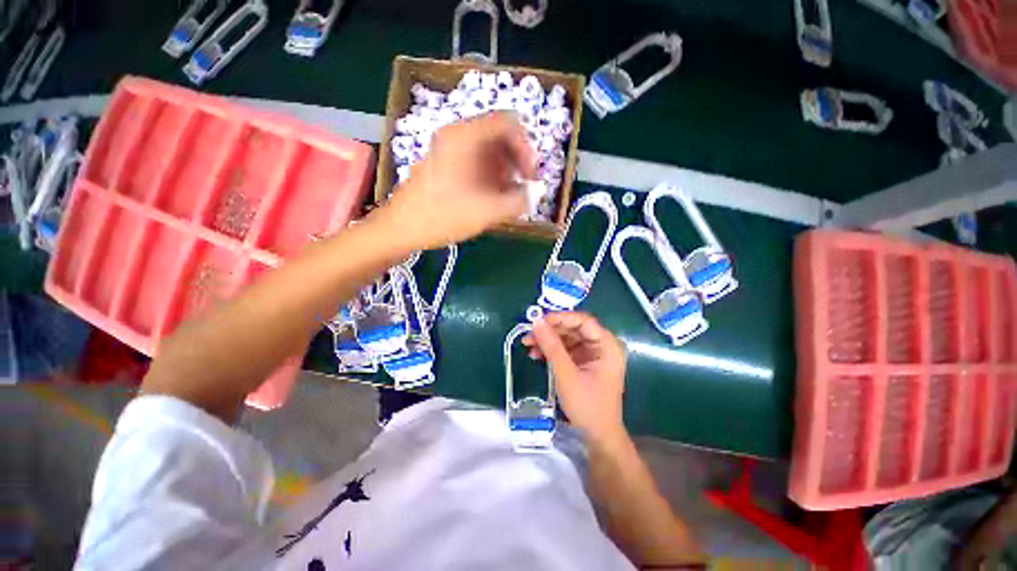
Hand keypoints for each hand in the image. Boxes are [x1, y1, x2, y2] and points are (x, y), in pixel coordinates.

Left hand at [377, 112, 535, 249]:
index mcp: (465, 136)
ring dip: (504, 173)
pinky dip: (490, 178)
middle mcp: (456, 136)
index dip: (526, 147)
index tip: (530, 176)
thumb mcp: (486, 211)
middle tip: (522, 189)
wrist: (401, 228)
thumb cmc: (442, 216)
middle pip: (498, 136)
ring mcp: (449, 150)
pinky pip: (476, 163)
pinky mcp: (446, 165)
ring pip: (488, 152)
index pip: (507, 123)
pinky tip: (493, 199)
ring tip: (508, 199)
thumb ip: (518, 201)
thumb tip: (535, 194)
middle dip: (515, 163)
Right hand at [523, 312, 627, 442]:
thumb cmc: (588, 406)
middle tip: (529, 334)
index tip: (539, 320)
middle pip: (573, 328)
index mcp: (607, 345)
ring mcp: (592, 354)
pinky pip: (566, 349)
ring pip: (567, 338)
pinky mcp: (584, 362)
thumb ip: (552, 347)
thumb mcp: (567, 374)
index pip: (583, 321)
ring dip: (548, 340)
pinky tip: (536, 355)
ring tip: (528, 345)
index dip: (560, 318)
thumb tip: (536, 322)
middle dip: (550, 331)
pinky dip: (551, 351)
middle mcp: (601, 345)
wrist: (597, 437)